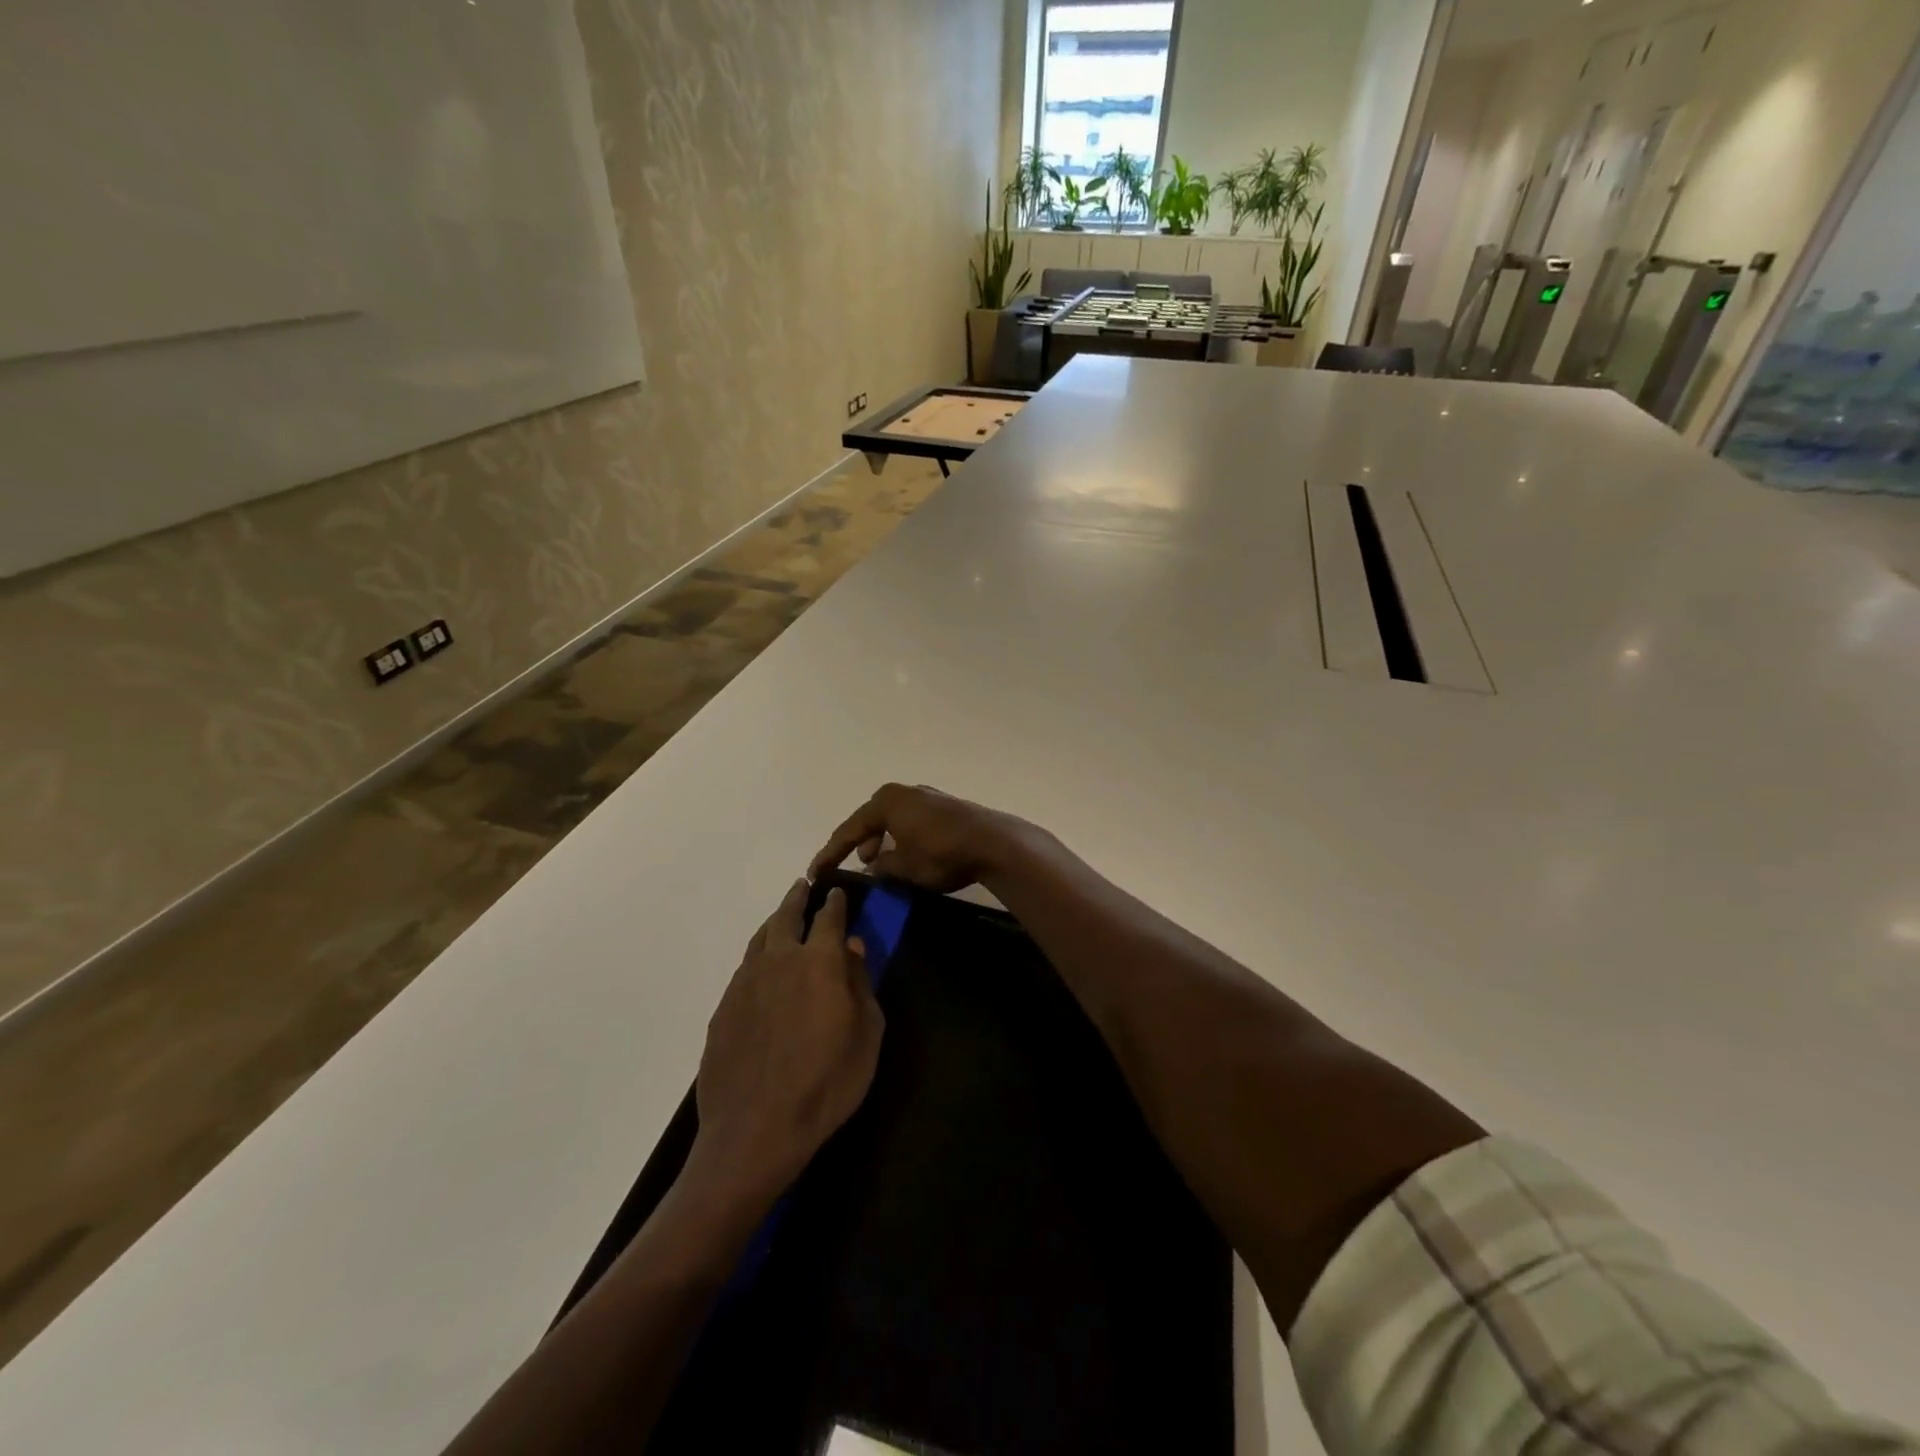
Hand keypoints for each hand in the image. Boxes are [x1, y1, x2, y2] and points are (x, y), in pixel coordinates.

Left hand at [693, 881, 883, 1197]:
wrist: (755, 1130)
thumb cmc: (826, 1084)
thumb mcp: (866, 1035)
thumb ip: (860, 984)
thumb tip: (852, 947)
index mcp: (819, 962)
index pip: (830, 918)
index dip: (836, 903)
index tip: (838, 892)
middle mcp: (779, 960)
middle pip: (787, 916)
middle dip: (798, 898)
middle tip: (804, 886)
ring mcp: (745, 982)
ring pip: (760, 938)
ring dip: (774, 922)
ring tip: (782, 917)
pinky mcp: (723, 1008)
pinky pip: (744, 968)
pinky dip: (757, 956)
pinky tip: (762, 968)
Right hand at [809, 783, 1028, 893]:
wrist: (992, 843)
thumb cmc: (940, 853)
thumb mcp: (903, 868)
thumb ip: (882, 867)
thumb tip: (874, 866)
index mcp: (886, 802)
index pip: (849, 830)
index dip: (831, 853)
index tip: (815, 872)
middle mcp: (904, 792)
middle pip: (870, 820)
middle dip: (858, 843)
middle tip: (847, 866)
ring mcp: (927, 797)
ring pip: (893, 821)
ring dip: (882, 842)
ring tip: (877, 863)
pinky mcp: (945, 807)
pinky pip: (911, 823)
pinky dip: (902, 838)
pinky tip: (905, 855)